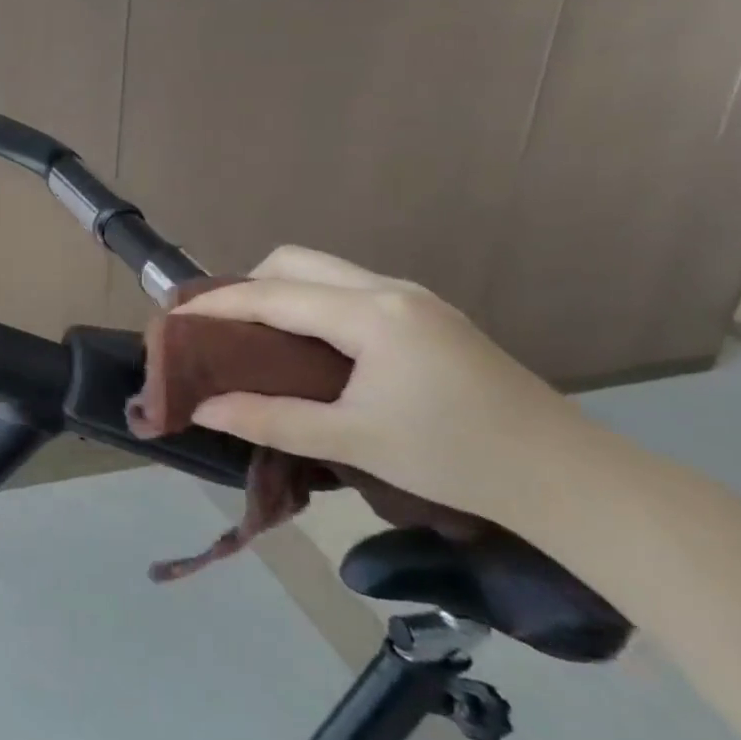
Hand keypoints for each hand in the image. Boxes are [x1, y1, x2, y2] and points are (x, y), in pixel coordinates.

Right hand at [176, 246, 598, 521]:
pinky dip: (311, 304)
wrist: (568, 478)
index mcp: (370, 314)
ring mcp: (414, 299)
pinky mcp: (429, 316)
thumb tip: (204, 409)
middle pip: (296, 262)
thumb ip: (270, 419)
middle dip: (247, 285)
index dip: (217, 303)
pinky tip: (307, 344)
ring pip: (325, 272)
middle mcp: (389, 290)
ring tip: (253, 336)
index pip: (272, 294)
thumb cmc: (454, 456)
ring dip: (280, 292)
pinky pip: (349, 290)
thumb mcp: (352, 440)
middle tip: (218, 327)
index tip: (172, 315)